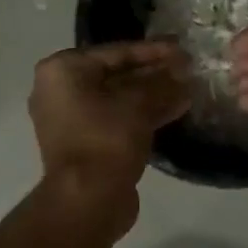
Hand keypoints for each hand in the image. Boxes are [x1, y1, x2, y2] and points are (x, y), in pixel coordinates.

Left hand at [29, 41, 191, 212]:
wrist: (88, 199)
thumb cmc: (106, 139)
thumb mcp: (138, 104)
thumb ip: (162, 81)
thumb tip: (182, 69)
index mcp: (62, 71)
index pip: (115, 52)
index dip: (153, 50)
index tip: (182, 47)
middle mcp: (59, 90)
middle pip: (115, 74)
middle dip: (153, 73)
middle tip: (188, 68)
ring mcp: (70, 119)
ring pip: (118, 98)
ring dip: (152, 94)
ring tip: (188, 88)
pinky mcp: (84, 143)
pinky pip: (116, 119)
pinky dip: (142, 114)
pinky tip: (177, 108)